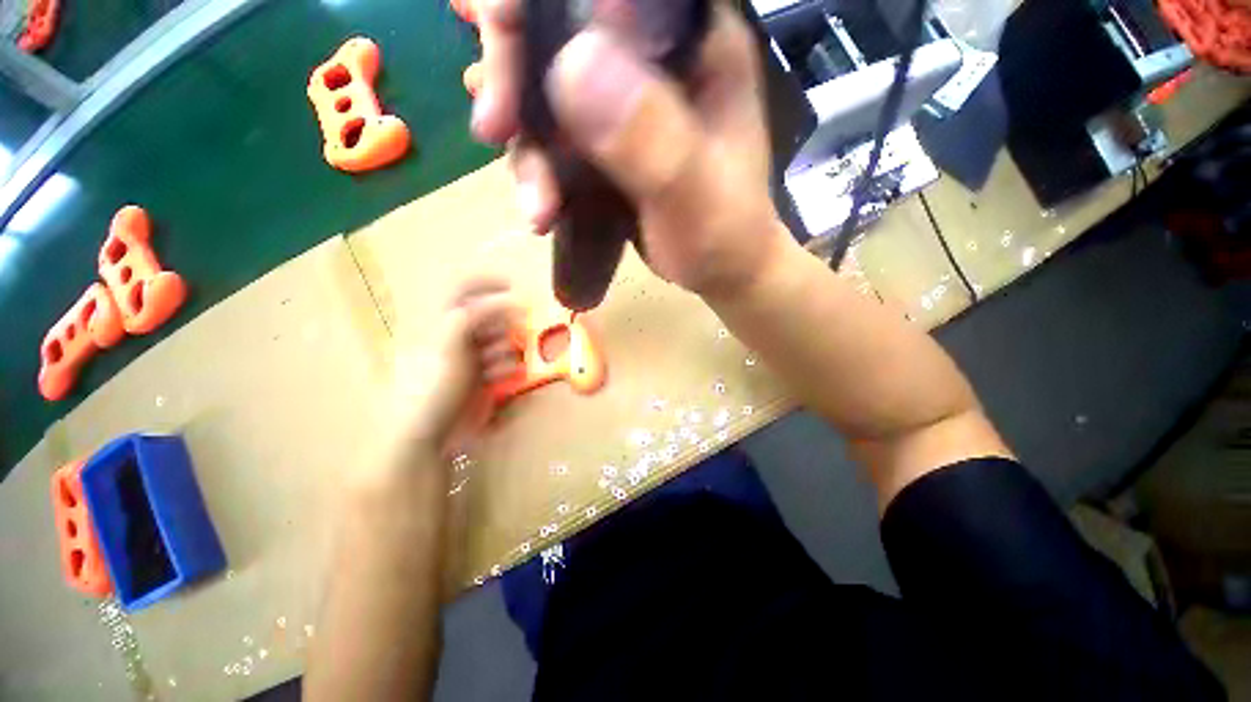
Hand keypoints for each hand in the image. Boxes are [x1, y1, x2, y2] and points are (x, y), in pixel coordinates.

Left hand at [391, 278, 522, 455]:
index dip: (487, 283)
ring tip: (495, 366)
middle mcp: (457, 335)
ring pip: (501, 339)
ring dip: (505, 349)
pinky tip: (497, 378)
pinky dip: (506, 367)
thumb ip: (472, 318)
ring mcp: (471, 356)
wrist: (425, 436)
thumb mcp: (448, 346)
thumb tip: (503, 299)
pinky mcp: (482, 375)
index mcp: (441, 321)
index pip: (463, 288)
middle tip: (505, 337)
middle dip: (503, 325)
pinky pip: (504, 361)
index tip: (514, 287)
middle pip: (491, 315)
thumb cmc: (430, 387)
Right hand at [472, 0, 789, 297]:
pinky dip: (537, 173)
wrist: (721, 271)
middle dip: (511, 68)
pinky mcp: (604, 144)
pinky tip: (540, 211)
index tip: (500, 29)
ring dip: (525, 147)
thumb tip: (572, 63)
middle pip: (558, 26)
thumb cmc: (725, 237)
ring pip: (545, 91)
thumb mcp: (698, 194)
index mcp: (692, 43)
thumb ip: (652, 137)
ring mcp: (623, 103)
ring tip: (538, 208)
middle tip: (493, 124)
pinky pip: (553, 141)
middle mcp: (651, 60)